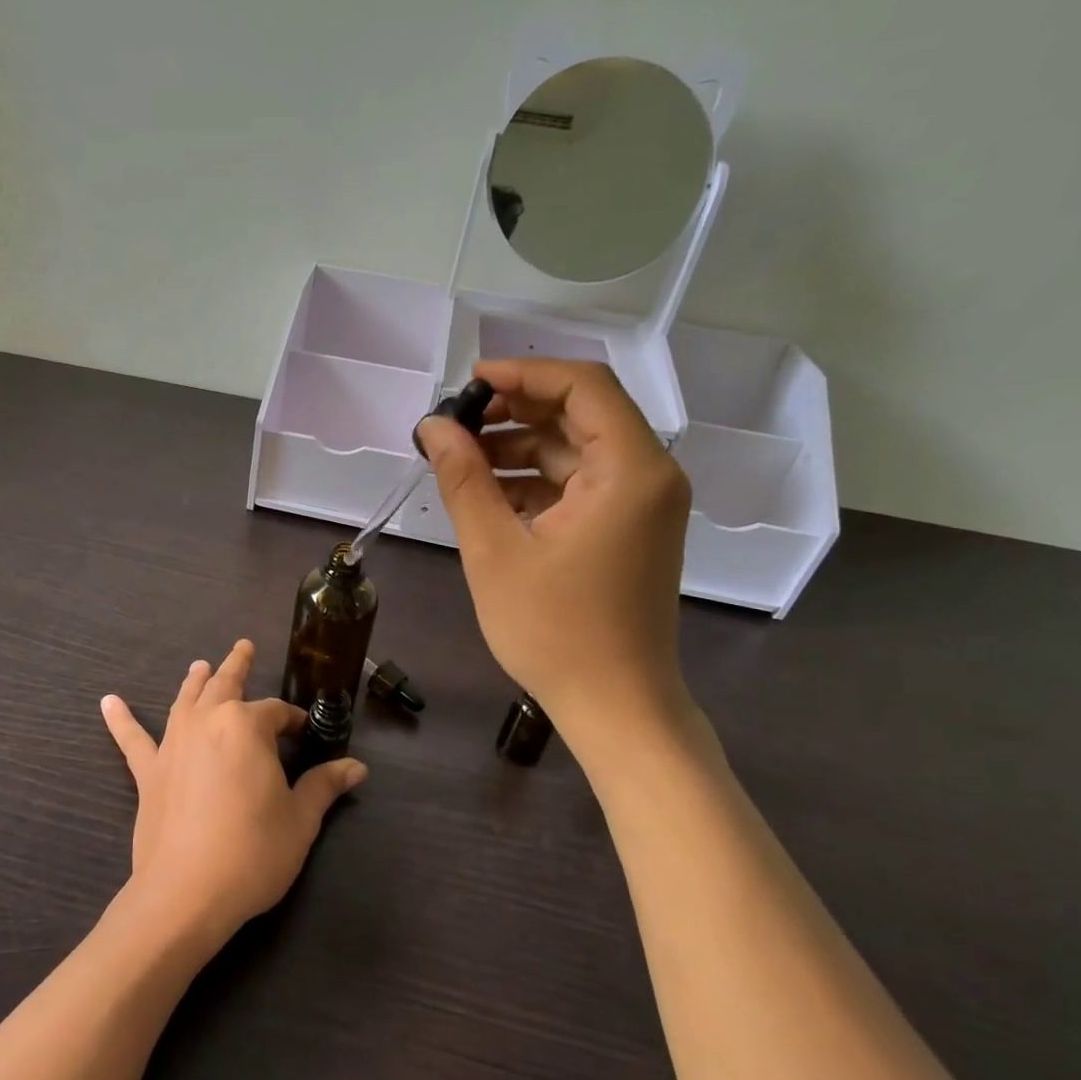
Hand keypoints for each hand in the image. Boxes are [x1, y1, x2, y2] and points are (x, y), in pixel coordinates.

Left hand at [99, 640, 365, 945]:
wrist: (186, 892)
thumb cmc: (253, 851)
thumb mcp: (300, 819)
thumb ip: (324, 786)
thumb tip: (357, 767)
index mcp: (247, 726)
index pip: (276, 712)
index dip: (294, 721)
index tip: (305, 732)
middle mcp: (207, 721)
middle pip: (225, 685)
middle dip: (237, 666)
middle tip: (244, 647)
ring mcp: (173, 744)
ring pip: (185, 700)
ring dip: (194, 681)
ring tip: (199, 665)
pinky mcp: (148, 772)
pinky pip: (132, 739)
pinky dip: (121, 719)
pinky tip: (108, 702)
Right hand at [417, 359, 693, 760]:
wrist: (615, 706)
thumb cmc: (555, 631)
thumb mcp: (495, 550)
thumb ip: (463, 479)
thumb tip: (432, 426)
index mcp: (629, 470)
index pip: (582, 385)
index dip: (522, 373)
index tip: (467, 383)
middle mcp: (648, 475)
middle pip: (580, 413)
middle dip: (514, 410)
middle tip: (454, 423)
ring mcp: (641, 504)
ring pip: (576, 449)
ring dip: (519, 446)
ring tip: (459, 458)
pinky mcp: (628, 529)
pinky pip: (580, 484)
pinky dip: (535, 480)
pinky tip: (487, 494)